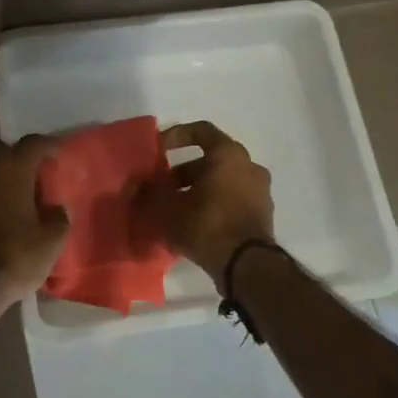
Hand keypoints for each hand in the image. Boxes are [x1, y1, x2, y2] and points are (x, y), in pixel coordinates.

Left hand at [0, 136, 69, 316]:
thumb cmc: (12, 258)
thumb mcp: (50, 242)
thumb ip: (59, 218)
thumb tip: (55, 208)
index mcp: (12, 167)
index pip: (33, 143)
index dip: (48, 146)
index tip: (57, 153)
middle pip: (3, 151)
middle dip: (19, 158)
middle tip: (34, 175)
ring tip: (12, 192)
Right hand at [140, 121, 274, 289]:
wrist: (247, 266)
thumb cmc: (207, 224)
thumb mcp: (166, 208)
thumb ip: (148, 192)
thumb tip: (135, 186)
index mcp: (229, 154)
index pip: (201, 131)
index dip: (176, 136)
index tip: (158, 150)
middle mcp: (249, 167)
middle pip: (211, 160)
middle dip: (183, 172)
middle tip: (162, 187)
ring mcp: (260, 192)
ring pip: (221, 182)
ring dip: (197, 190)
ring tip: (174, 210)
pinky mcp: (262, 216)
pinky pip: (232, 201)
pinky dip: (212, 206)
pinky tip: (192, 225)